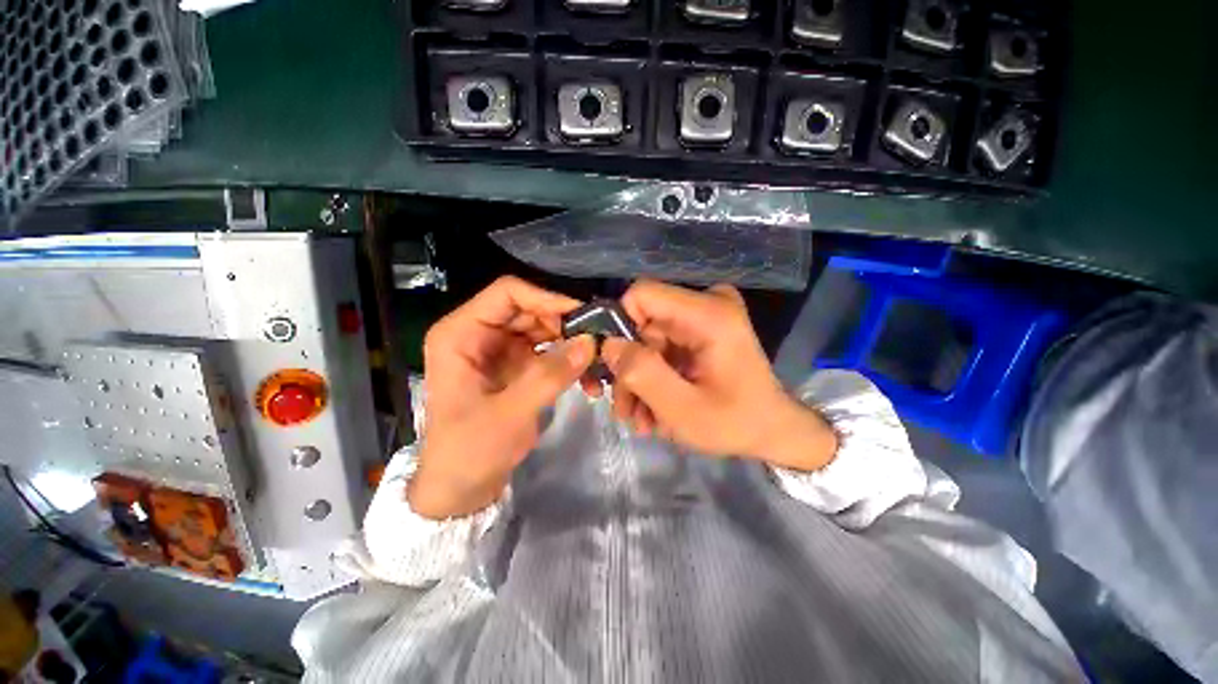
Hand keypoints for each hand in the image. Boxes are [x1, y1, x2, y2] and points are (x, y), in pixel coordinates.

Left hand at [408, 277, 595, 518]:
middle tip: (596, 342)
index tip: (581, 316)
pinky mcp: (514, 367)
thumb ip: (550, 376)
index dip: (546, 299)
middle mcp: (479, 334)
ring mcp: (498, 350)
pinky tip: (586, 379)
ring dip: (570, 344)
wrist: (460, 489)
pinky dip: (567, 361)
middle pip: (529, 310)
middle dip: (564, 324)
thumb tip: (590, 342)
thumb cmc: (470, 451)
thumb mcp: (510, 414)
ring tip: (596, 363)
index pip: (507, 293)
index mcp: (461, 334)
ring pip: (542, 330)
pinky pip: (546, 352)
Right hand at [602, 280, 836, 471]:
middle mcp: (707, 305)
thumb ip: (642, 374)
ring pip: (647, 340)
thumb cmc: (736, 423)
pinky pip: (661, 348)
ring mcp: (703, 317)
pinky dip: (654, 379)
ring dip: (639, 380)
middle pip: (642, 323)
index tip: (615, 369)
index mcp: (709, 314)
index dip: (619, 326)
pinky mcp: (700, 332)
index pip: (642, 295)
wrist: (773, 431)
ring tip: (641, 420)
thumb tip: (608, 345)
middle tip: (626, 410)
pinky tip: (655, 410)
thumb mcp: (683, 409)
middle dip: (629, 368)